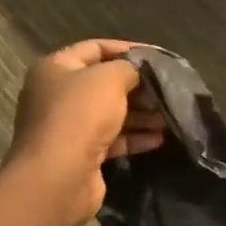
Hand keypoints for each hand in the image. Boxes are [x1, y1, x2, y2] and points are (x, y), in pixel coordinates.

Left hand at [4, 39, 164, 225]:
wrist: (58, 178)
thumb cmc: (80, 115)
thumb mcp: (109, 79)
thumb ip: (129, 68)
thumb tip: (139, 71)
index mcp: (56, 68)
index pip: (96, 48)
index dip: (128, 49)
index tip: (159, 56)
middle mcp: (57, 95)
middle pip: (104, 83)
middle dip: (138, 86)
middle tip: (168, 88)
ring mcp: (68, 128)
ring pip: (110, 113)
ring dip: (141, 114)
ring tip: (169, 115)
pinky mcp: (80, 155)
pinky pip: (112, 140)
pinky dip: (134, 138)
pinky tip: (158, 138)